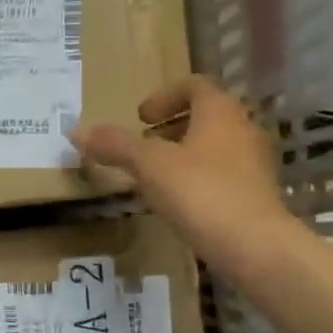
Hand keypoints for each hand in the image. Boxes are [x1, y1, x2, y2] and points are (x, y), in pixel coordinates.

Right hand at [70, 76, 292, 273]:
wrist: (254, 246)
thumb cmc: (200, 192)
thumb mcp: (149, 166)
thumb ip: (115, 146)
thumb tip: (76, 131)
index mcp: (220, 111)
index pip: (193, 86)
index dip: (163, 96)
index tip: (139, 118)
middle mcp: (243, 128)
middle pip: (205, 115)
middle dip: (171, 126)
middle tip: (143, 144)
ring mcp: (254, 162)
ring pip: (214, 145)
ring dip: (183, 152)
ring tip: (155, 175)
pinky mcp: (256, 193)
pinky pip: (222, 173)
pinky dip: (197, 177)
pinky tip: (178, 201)